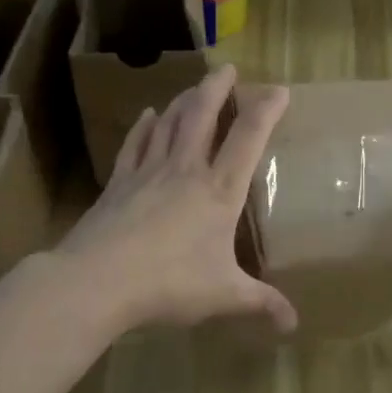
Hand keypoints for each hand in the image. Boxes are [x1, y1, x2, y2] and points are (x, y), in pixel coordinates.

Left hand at [60, 65, 297, 335]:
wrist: (98, 281)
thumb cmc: (169, 284)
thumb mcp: (224, 296)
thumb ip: (261, 303)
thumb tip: (293, 324)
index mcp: (218, 191)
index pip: (248, 139)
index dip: (266, 110)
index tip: (279, 89)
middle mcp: (185, 171)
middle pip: (202, 116)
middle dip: (217, 88)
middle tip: (227, 69)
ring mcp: (148, 172)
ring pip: (169, 123)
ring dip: (184, 100)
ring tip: (194, 87)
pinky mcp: (119, 183)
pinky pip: (135, 145)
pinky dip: (144, 127)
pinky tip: (148, 115)